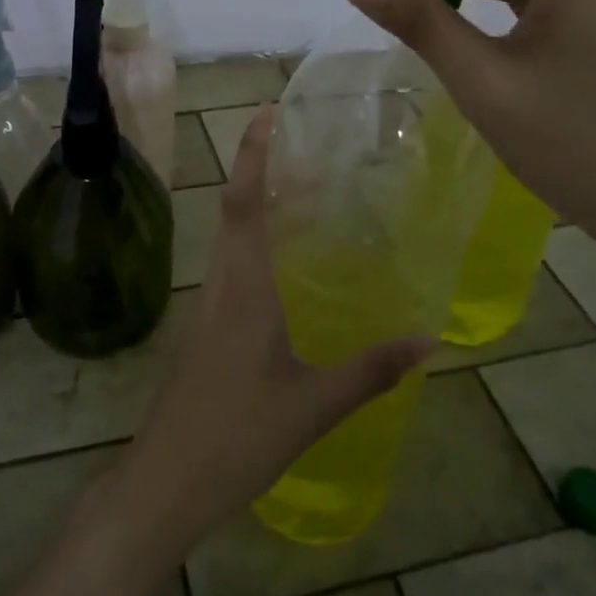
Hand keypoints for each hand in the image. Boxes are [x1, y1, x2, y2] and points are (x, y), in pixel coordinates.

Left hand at [121, 106, 433, 549]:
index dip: (253, 154)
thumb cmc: (237, 435)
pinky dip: (257, 244)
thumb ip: (371, 371)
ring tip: (305, 196)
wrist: (166, 481)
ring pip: (232, 238)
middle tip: (305, 149)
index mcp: (243, 286)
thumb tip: (429, 339)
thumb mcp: (313, 405)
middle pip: (236, 209)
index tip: (267, 114)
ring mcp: (208, 306)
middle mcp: (221, 283)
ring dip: (260, 206)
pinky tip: (286, 266)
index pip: (243, 201)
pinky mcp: (206, 329)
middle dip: (263, 171)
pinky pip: (233, 267)